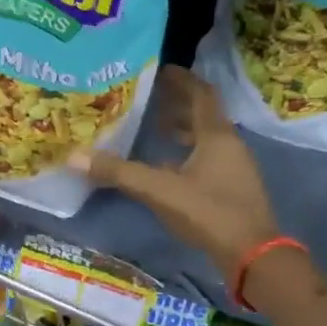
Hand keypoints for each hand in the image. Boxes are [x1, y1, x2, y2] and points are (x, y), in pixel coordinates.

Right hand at [68, 66, 279, 279]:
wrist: (253, 255)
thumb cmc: (208, 212)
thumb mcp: (159, 190)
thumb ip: (118, 172)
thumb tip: (73, 156)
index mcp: (216, 135)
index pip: (200, 93)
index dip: (181, 79)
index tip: (159, 70)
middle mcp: (229, 144)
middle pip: (203, 114)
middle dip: (177, 103)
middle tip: (148, 97)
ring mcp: (234, 167)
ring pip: (206, 137)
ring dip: (183, 129)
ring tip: (155, 127)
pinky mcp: (233, 188)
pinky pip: (207, 158)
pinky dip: (187, 153)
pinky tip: (166, 166)